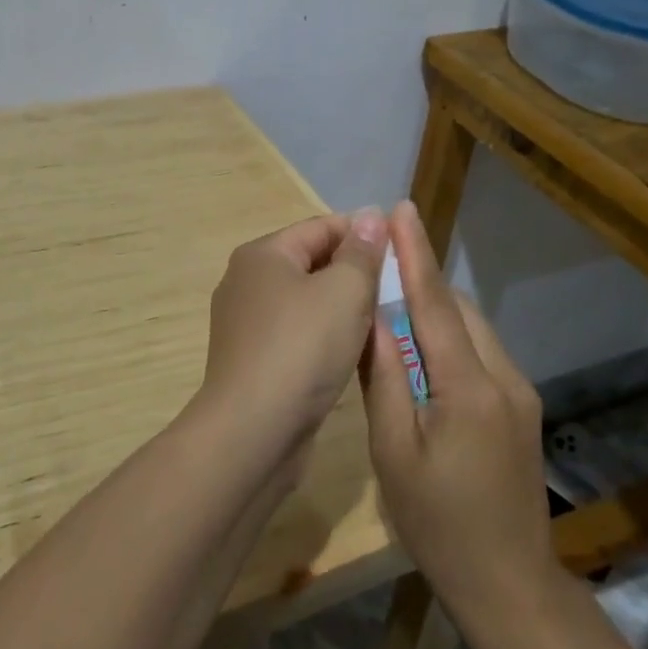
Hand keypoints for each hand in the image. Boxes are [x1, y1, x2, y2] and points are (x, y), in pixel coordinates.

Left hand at [196, 209, 388, 460]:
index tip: (402, 253)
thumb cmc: (301, 349)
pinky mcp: (252, 360)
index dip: (363, 234)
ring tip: (380, 322)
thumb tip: (370, 215)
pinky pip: (296, 334)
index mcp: (263, 254)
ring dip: (341, 308)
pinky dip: (323, 337)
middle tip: (395, 291)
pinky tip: (349, 354)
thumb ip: (361, 252)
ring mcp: (245, 323)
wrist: (252, 432)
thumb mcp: (344, 292)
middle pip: (311, 262)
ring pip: (306, 302)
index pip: (321, 227)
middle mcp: (246, 281)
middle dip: (354, 272)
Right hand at [360, 201, 552, 607]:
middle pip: (457, 308)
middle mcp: (503, 376)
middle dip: (420, 279)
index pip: (434, 302)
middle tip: (380, 262)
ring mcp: (519, 392)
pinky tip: (423, 354)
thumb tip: (371, 318)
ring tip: (393, 306)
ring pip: (472, 328)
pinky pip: (481, 352)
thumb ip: (382, 378)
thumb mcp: (393, 452)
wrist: (511, 586)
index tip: (400, 209)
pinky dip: (451, 337)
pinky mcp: (522, 408)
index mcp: (468, 386)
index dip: (415, 252)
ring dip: (435, 309)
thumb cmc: (439, 524)